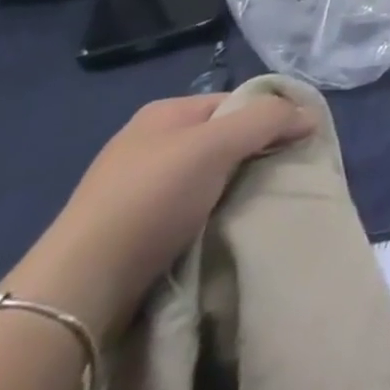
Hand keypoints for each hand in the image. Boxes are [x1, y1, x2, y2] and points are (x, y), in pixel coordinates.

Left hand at [4, 94, 314, 338]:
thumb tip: (310, 115)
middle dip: (253, 155)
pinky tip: (222, 231)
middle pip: (223, 138)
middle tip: (280, 177)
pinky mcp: (130, 232)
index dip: (269, 116)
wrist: (79, 288)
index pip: (236, 101)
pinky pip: (188, 211)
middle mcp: (148, 143)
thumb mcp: (218, 144)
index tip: (295, 144)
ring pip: (207, 177)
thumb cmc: (151, 198)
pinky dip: (210, 217)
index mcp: (164, 113)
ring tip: (256, 207)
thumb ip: (269, 120)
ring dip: (234, 190)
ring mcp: (135, 189)